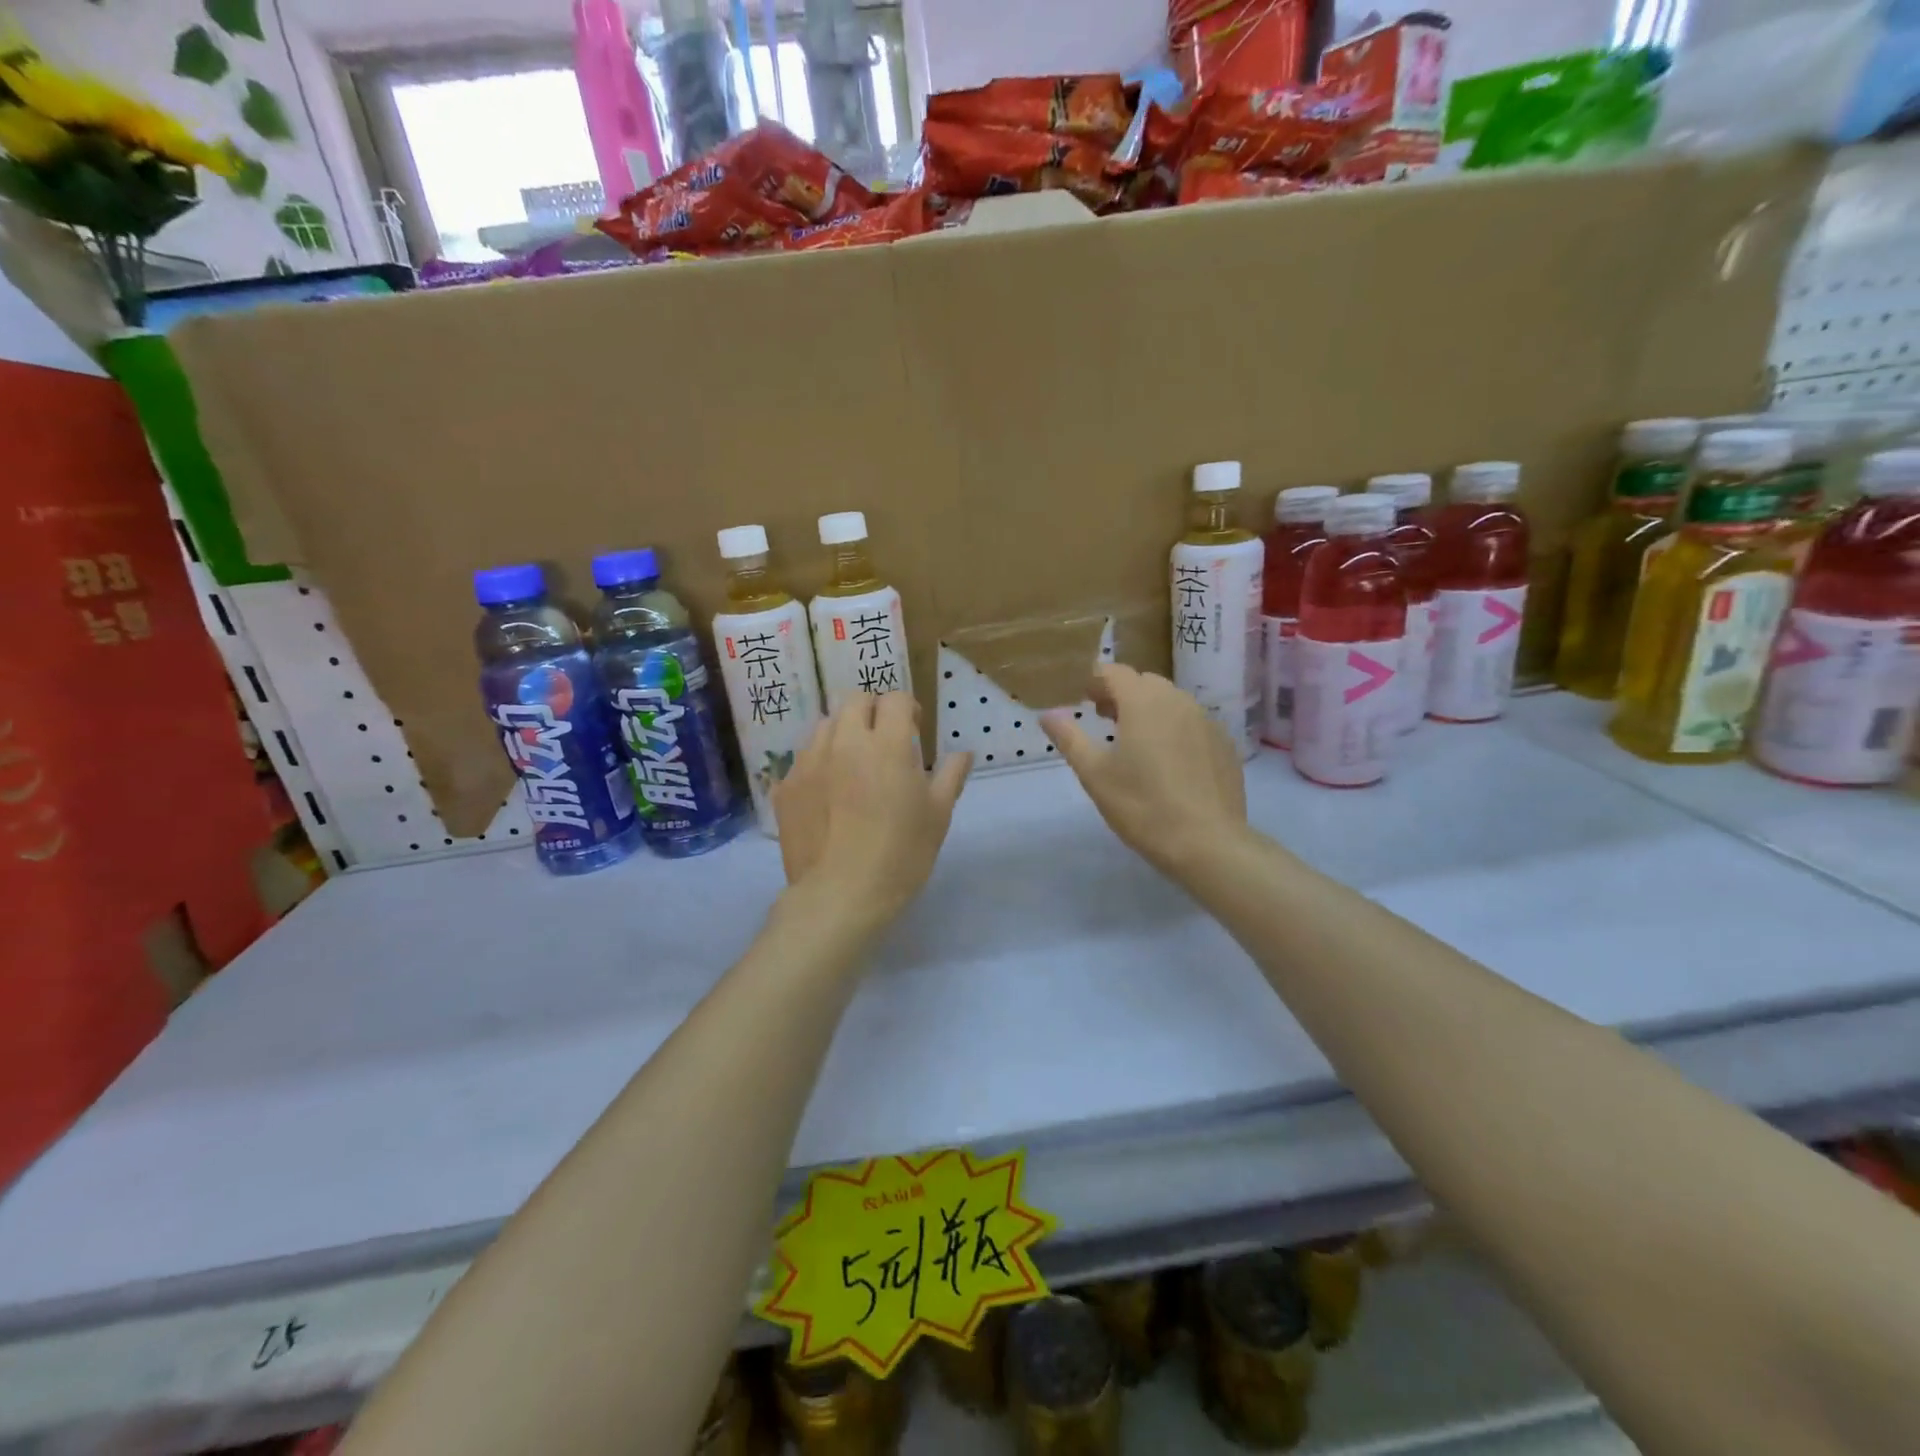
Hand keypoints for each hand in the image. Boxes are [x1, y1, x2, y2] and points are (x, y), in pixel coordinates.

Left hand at [773, 694, 972, 926]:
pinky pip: (803, 759)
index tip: (915, 730)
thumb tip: (963, 753)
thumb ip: (950, 776)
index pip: (895, 699)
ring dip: (843, 733)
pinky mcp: (785, 787)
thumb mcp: (938, 816)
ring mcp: (808, 763)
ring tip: (853, 765)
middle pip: (854, 700)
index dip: (908, 709)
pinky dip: (819, 764)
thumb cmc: (901, 855)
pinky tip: (828, 795)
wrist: (840, 895)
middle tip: (884, 740)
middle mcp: (844, 742)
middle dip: (873, 711)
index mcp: (886, 745)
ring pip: (825, 726)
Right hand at [1040, 664, 1247, 877]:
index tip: (1082, 696)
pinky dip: (1175, 728)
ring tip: (1134, 738)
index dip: (1095, 679)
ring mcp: (1207, 721)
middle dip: (1122, 692)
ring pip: (1172, 701)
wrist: (1207, 843)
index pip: (1115, 672)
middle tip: (1104, 717)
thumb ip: (1070, 738)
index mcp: (1143, 702)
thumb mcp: (1095, 774)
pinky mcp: (1224, 744)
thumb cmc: (1142, 805)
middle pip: (1145, 682)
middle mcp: (1178, 701)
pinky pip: (1193, 723)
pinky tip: (1168, 760)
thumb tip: (1048, 714)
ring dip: (1149, 709)